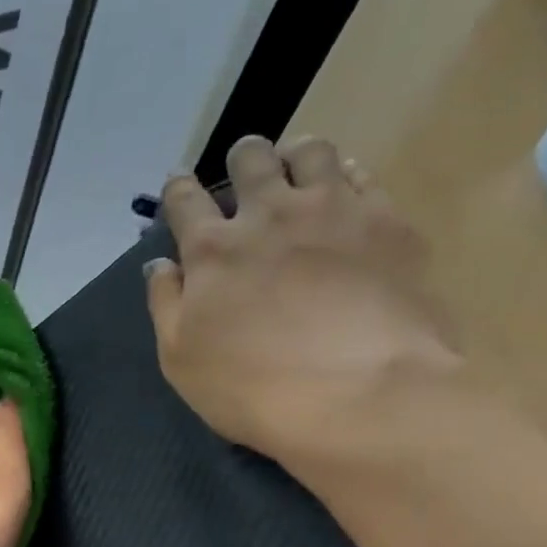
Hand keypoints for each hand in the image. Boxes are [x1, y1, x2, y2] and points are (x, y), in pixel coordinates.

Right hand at [144, 135, 458, 458]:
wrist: (361, 395)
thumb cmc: (253, 388)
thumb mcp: (181, 360)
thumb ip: (165, 305)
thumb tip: (160, 265)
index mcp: (212, 250)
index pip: (184, 200)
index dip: (178, 190)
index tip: (179, 189)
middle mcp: (269, 214)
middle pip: (250, 159)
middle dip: (241, 162)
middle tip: (244, 180)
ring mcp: (333, 211)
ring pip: (310, 151)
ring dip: (294, 157)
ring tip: (296, 175)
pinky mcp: (387, 221)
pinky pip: (363, 174)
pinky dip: (346, 176)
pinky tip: (343, 194)